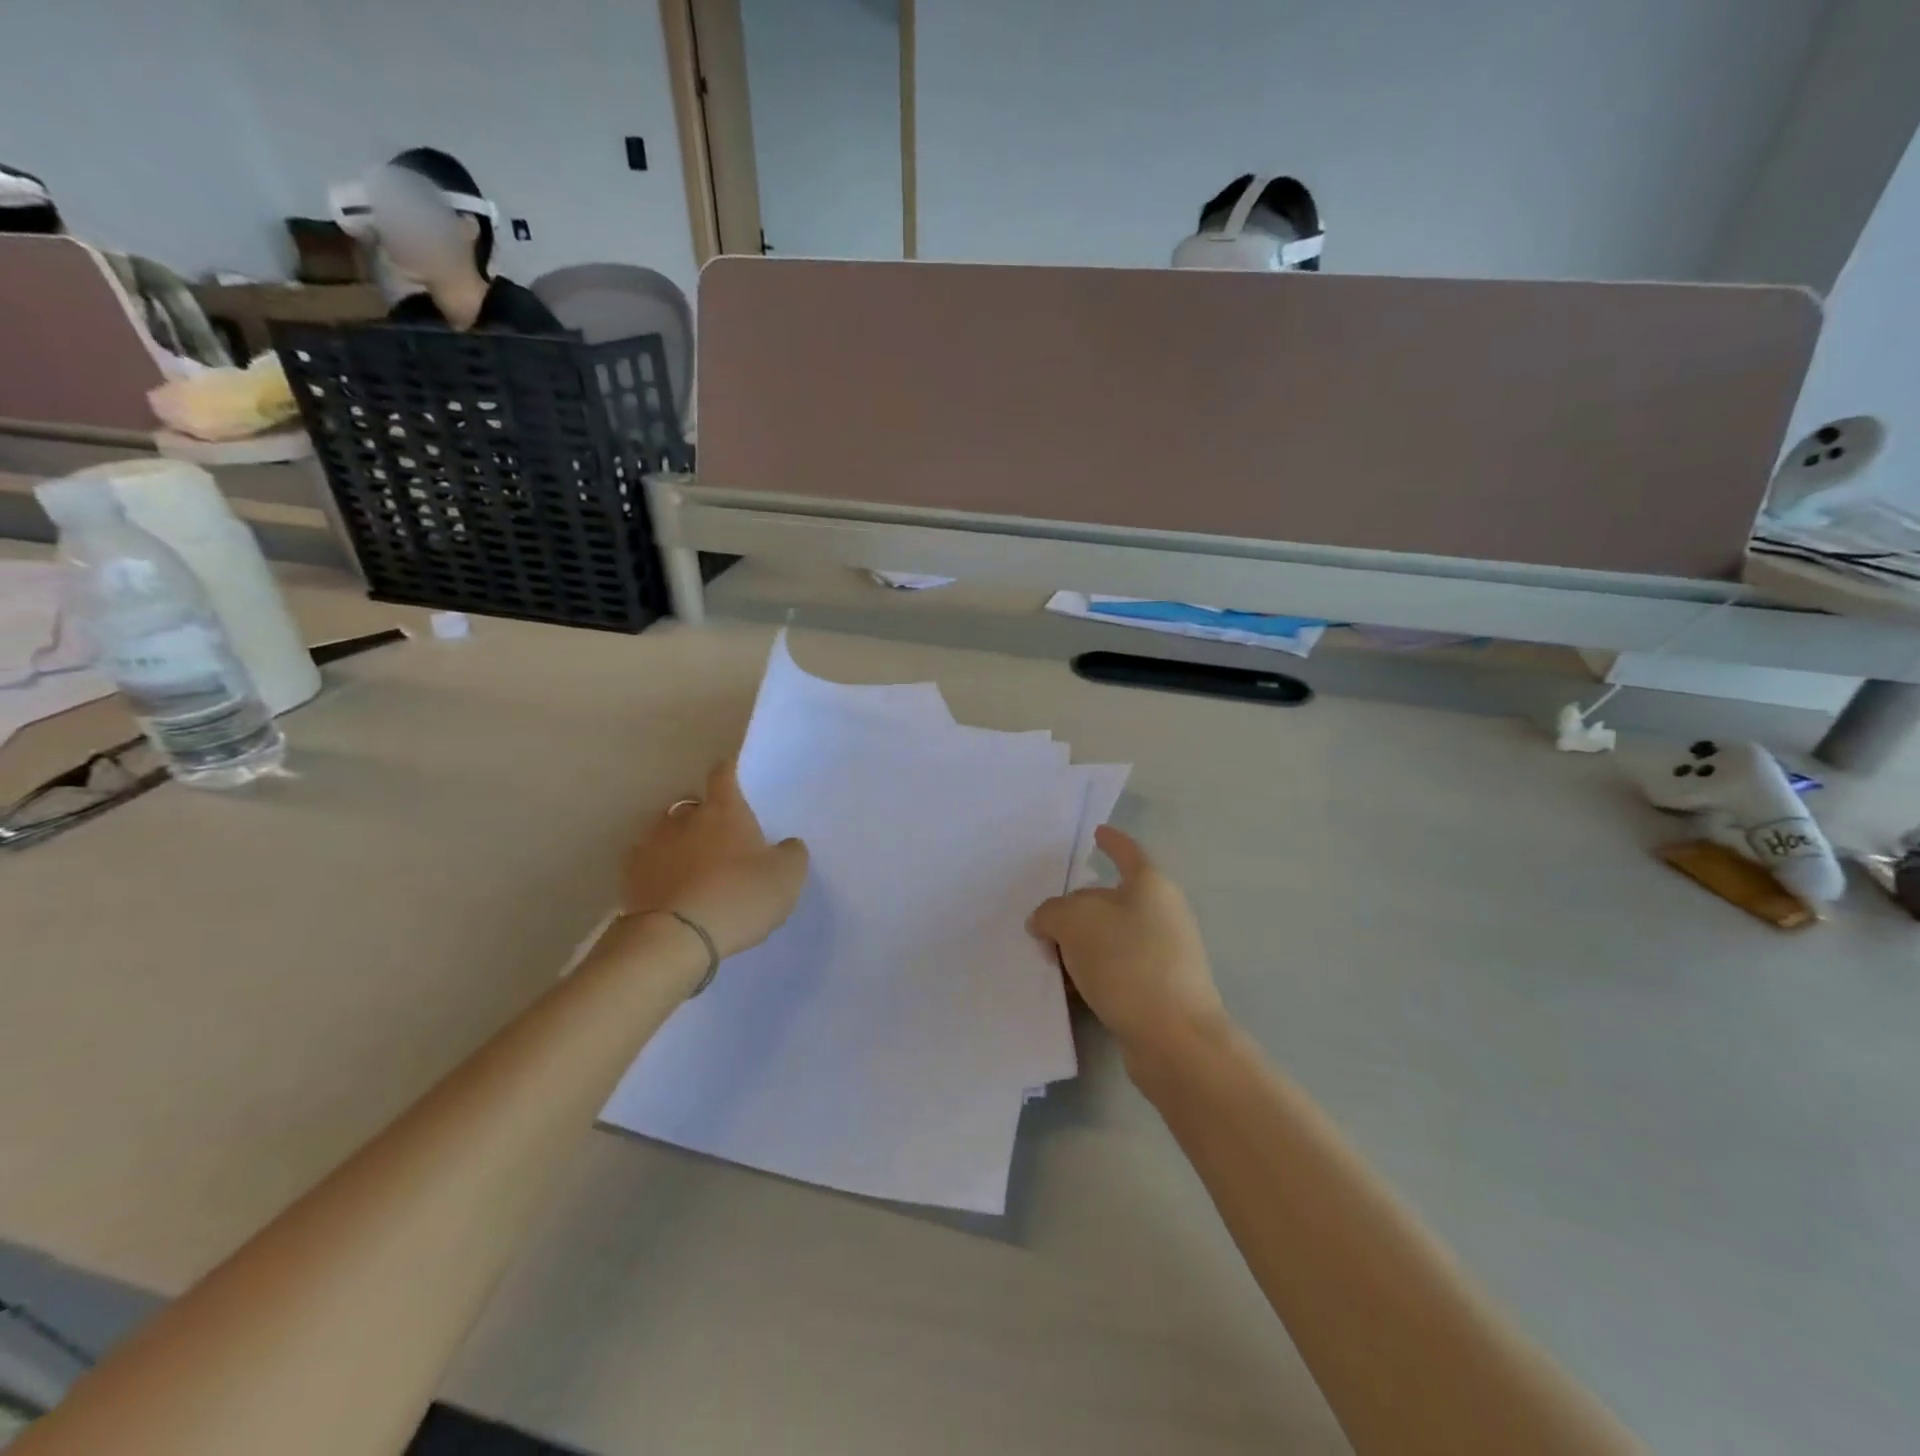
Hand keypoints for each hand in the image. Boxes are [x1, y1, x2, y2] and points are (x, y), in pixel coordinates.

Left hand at [623, 757, 809, 959]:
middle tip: (724, 842)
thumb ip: (791, 853)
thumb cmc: (738, 897)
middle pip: (695, 805)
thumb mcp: (787, 877)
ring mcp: (651, 845)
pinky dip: (659, 873)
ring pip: (667, 834)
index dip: (733, 773)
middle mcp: (683, 817)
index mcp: (723, 809)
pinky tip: (672, 893)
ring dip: (680, 845)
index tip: (740, 781)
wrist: (674, 940)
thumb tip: (786, 844)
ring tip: (695, 871)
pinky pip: (648, 865)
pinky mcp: (629, 877)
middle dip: (707, 818)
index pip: (725, 773)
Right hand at [1028, 825, 1228, 1065]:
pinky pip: (1116, 969)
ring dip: (1079, 946)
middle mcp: (1162, 913)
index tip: (1097, 832)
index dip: (1111, 841)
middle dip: (1074, 909)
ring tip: (1049, 961)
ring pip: (1110, 937)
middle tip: (1042, 924)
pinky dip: (1092, 973)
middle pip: (1109, 899)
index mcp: (1150, 885)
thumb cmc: (1127, 962)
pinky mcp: (1158, 989)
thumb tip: (1047, 923)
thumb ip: (1051, 912)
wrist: (1174, 1038)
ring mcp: (1164, 953)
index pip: (1126, 852)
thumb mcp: (1074, 922)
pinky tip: (1070, 988)